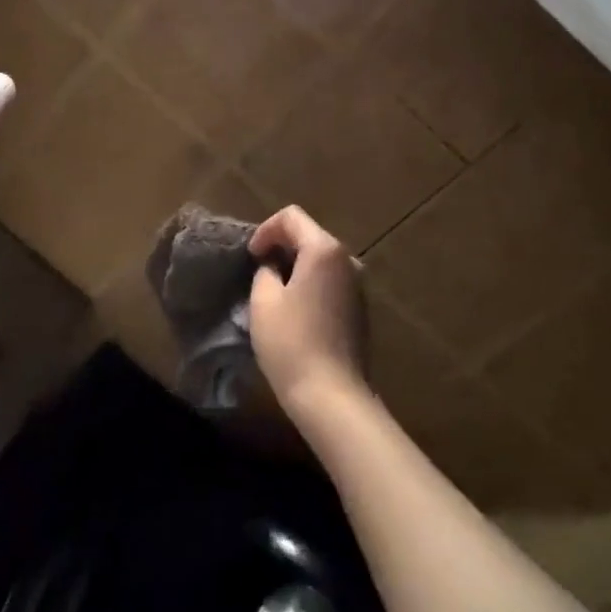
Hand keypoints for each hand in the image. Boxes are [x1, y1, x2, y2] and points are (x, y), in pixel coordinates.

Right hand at [249, 206, 367, 412]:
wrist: (332, 395)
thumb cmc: (291, 342)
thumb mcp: (264, 301)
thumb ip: (265, 271)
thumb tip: (273, 268)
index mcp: (325, 249)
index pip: (291, 217)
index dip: (265, 230)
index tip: (251, 256)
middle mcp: (348, 260)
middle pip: (309, 235)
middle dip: (281, 247)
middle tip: (258, 271)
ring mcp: (358, 285)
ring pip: (321, 260)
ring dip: (296, 267)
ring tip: (273, 291)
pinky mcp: (359, 308)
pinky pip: (331, 281)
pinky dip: (311, 284)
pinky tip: (295, 311)